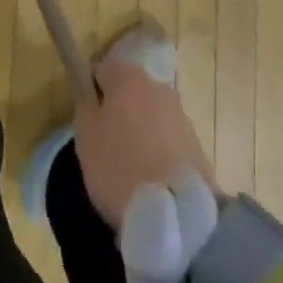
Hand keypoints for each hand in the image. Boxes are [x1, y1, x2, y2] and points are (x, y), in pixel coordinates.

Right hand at [73, 55, 216, 228]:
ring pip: (152, 116)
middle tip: (109, 146)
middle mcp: (158, 86)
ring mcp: (181, 115)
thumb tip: (92, 95)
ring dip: (142, 132)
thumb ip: (85, 106)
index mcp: (128, 77)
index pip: (103, 69)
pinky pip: (170, 141)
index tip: (89, 120)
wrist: (176, 213)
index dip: (93, 92)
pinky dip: (160, 153)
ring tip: (133, 169)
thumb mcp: (85, 136)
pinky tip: (153, 181)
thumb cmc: (119, 167)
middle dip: (121, 111)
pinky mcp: (198, 146)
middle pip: (131, 91)